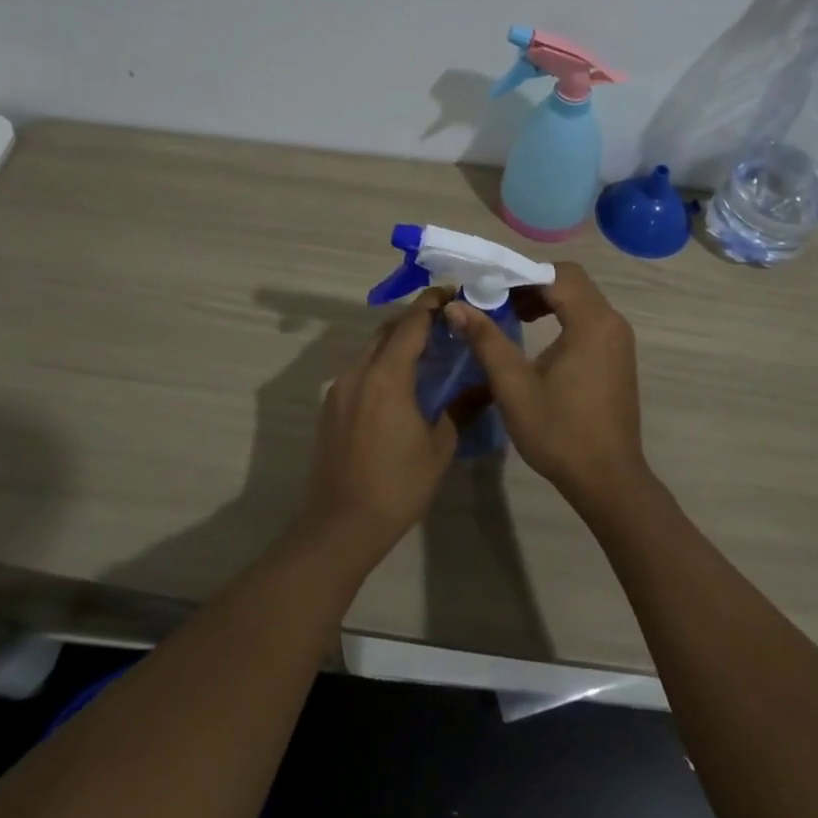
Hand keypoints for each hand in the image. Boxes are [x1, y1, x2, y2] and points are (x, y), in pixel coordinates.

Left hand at [298, 289, 458, 567]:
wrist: (341, 525)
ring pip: (371, 350)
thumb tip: (486, 387)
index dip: (431, 303)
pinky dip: (382, 364)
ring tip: (427, 353)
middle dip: (415, 320)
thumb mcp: (439, 447)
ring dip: (397, 343)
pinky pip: (360, 370)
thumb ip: (461, 409)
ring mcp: (340, 389)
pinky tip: (401, 385)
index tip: (452, 292)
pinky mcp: (331, 407)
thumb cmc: (397, 485)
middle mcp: (359, 372)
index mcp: (387, 375)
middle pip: (387, 330)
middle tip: (446, 324)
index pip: (410, 323)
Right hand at [445, 262, 653, 521]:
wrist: (607, 479)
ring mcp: (619, 339)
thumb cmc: (559, 431)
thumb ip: (485, 339)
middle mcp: (611, 322)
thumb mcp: (513, 385)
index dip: (519, 274)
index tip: (487, 287)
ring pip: (580, 299)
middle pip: (570, 281)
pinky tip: (537, 338)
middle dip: (531, 283)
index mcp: (591, 322)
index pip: (555, 273)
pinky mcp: (618, 355)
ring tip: (512, 317)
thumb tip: (455, 305)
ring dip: (546, 299)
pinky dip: (563, 316)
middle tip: (497, 300)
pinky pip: (589, 318)